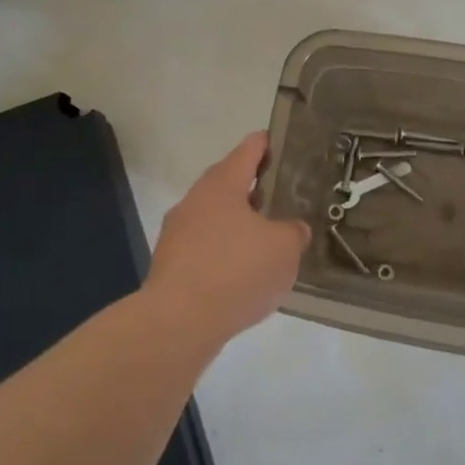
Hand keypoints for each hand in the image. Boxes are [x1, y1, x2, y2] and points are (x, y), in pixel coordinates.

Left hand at [147, 132, 310, 345]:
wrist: (178, 323)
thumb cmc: (236, 271)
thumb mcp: (284, 248)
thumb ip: (293, 232)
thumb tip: (292, 229)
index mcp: (221, 185)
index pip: (247, 151)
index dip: (266, 144)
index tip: (280, 141)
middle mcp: (194, 202)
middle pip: (227, 184)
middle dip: (253, 188)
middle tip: (282, 194)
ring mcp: (177, 234)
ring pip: (215, 219)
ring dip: (239, 224)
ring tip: (268, 238)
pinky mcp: (171, 266)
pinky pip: (206, 249)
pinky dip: (226, 254)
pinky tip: (245, 273)